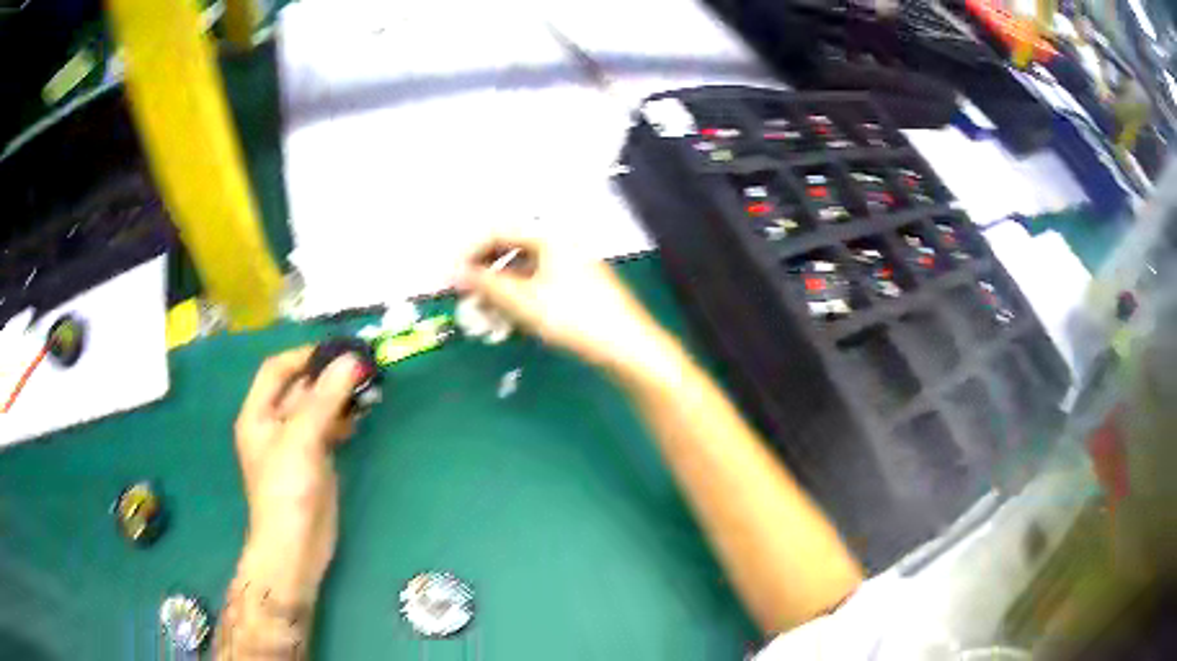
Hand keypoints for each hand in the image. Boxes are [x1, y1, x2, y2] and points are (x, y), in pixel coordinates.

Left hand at [232, 347, 362, 600]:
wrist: (296, 547)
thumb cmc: (287, 490)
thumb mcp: (301, 440)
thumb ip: (325, 399)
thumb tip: (352, 361)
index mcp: (258, 413)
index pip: (276, 370)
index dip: (303, 355)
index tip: (337, 350)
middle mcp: (274, 423)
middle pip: (299, 387)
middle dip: (327, 375)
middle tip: (362, 367)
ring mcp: (295, 443)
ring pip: (316, 407)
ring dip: (339, 396)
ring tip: (368, 388)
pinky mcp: (314, 460)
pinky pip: (328, 428)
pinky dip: (343, 418)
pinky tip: (361, 415)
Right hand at [455, 233, 666, 372]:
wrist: (627, 347)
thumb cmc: (575, 318)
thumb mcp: (524, 302)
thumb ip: (486, 285)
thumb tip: (453, 273)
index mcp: (549, 237)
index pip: (498, 230)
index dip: (469, 250)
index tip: (450, 274)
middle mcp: (559, 244)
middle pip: (510, 247)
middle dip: (483, 268)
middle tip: (464, 292)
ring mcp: (570, 265)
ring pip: (523, 267)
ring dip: (499, 285)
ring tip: (484, 310)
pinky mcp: (577, 286)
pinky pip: (537, 282)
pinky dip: (518, 296)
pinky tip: (511, 318)